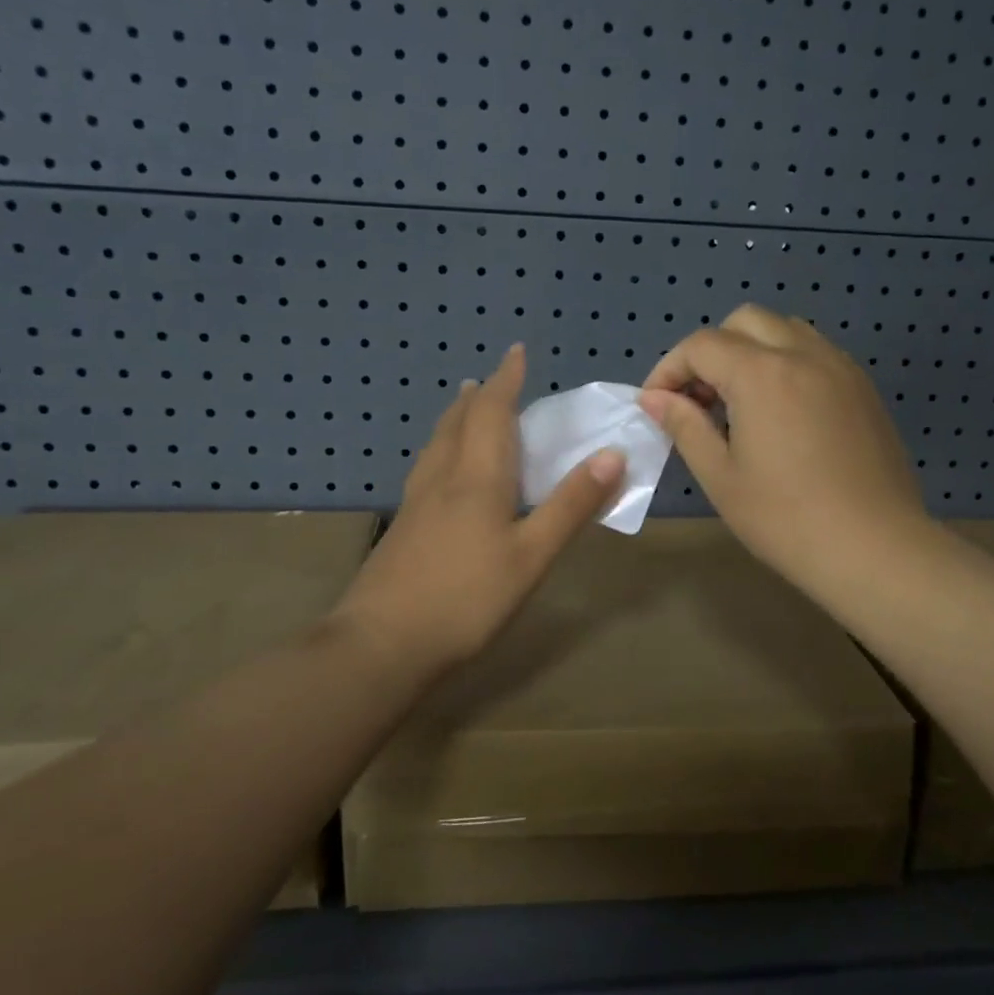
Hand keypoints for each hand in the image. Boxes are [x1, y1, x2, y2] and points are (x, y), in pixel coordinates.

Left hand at [333, 344, 625, 672]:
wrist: (381, 643)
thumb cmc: (466, 598)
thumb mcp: (532, 556)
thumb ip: (571, 505)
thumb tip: (612, 454)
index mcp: (476, 476)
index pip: (491, 411)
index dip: (506, 379)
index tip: (516, 351)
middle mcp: (442, 478)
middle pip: (457, 422)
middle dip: (478, 396)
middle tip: (490, 381)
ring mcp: (415, 503)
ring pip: (437, 445)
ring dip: (455, 419)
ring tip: (464, 410)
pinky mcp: (402, 528)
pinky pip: (428, 468)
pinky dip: (443, 450)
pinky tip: (443, 473)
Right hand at [639, 305, 928, 606]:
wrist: (874, 548)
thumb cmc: (785, 518)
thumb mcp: (720, 476)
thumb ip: (684, 426)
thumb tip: (654, 397)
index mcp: (761, 374)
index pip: (701, 345)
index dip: (669, 369)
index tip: (657, 405)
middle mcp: (803, 354)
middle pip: (744, 321)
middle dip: (711, 350)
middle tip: (700, 400)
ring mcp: (840, 367)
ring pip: (785, 330)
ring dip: (751, 350)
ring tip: (740, 402)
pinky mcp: (863, 388)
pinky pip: (816, 352)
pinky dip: (786, 363)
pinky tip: (782, 413)